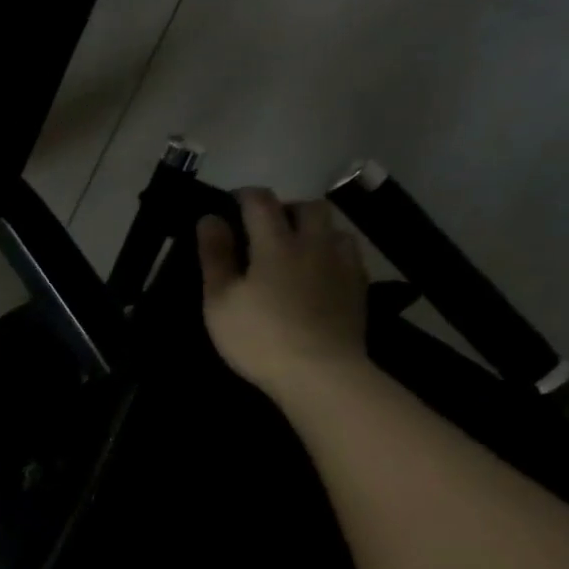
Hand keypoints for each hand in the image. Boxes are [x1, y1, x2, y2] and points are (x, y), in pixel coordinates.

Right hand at [197, 188, 369, 395]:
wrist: (320, 372)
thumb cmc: (258, 337)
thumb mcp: (220, 300)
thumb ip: (215, 256)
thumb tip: (209, 217)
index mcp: (276, 243)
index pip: (260, 202)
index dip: (243, 196)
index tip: (229, 205)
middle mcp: (314, 243)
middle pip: (307, 207)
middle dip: (285, 208)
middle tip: (265, 228)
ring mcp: (343, 264)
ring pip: (333, 228)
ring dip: (313, 230)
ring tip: (296, 250)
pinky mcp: (359, 287)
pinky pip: (348, 255)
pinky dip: (331, 253)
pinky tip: (319, 273)